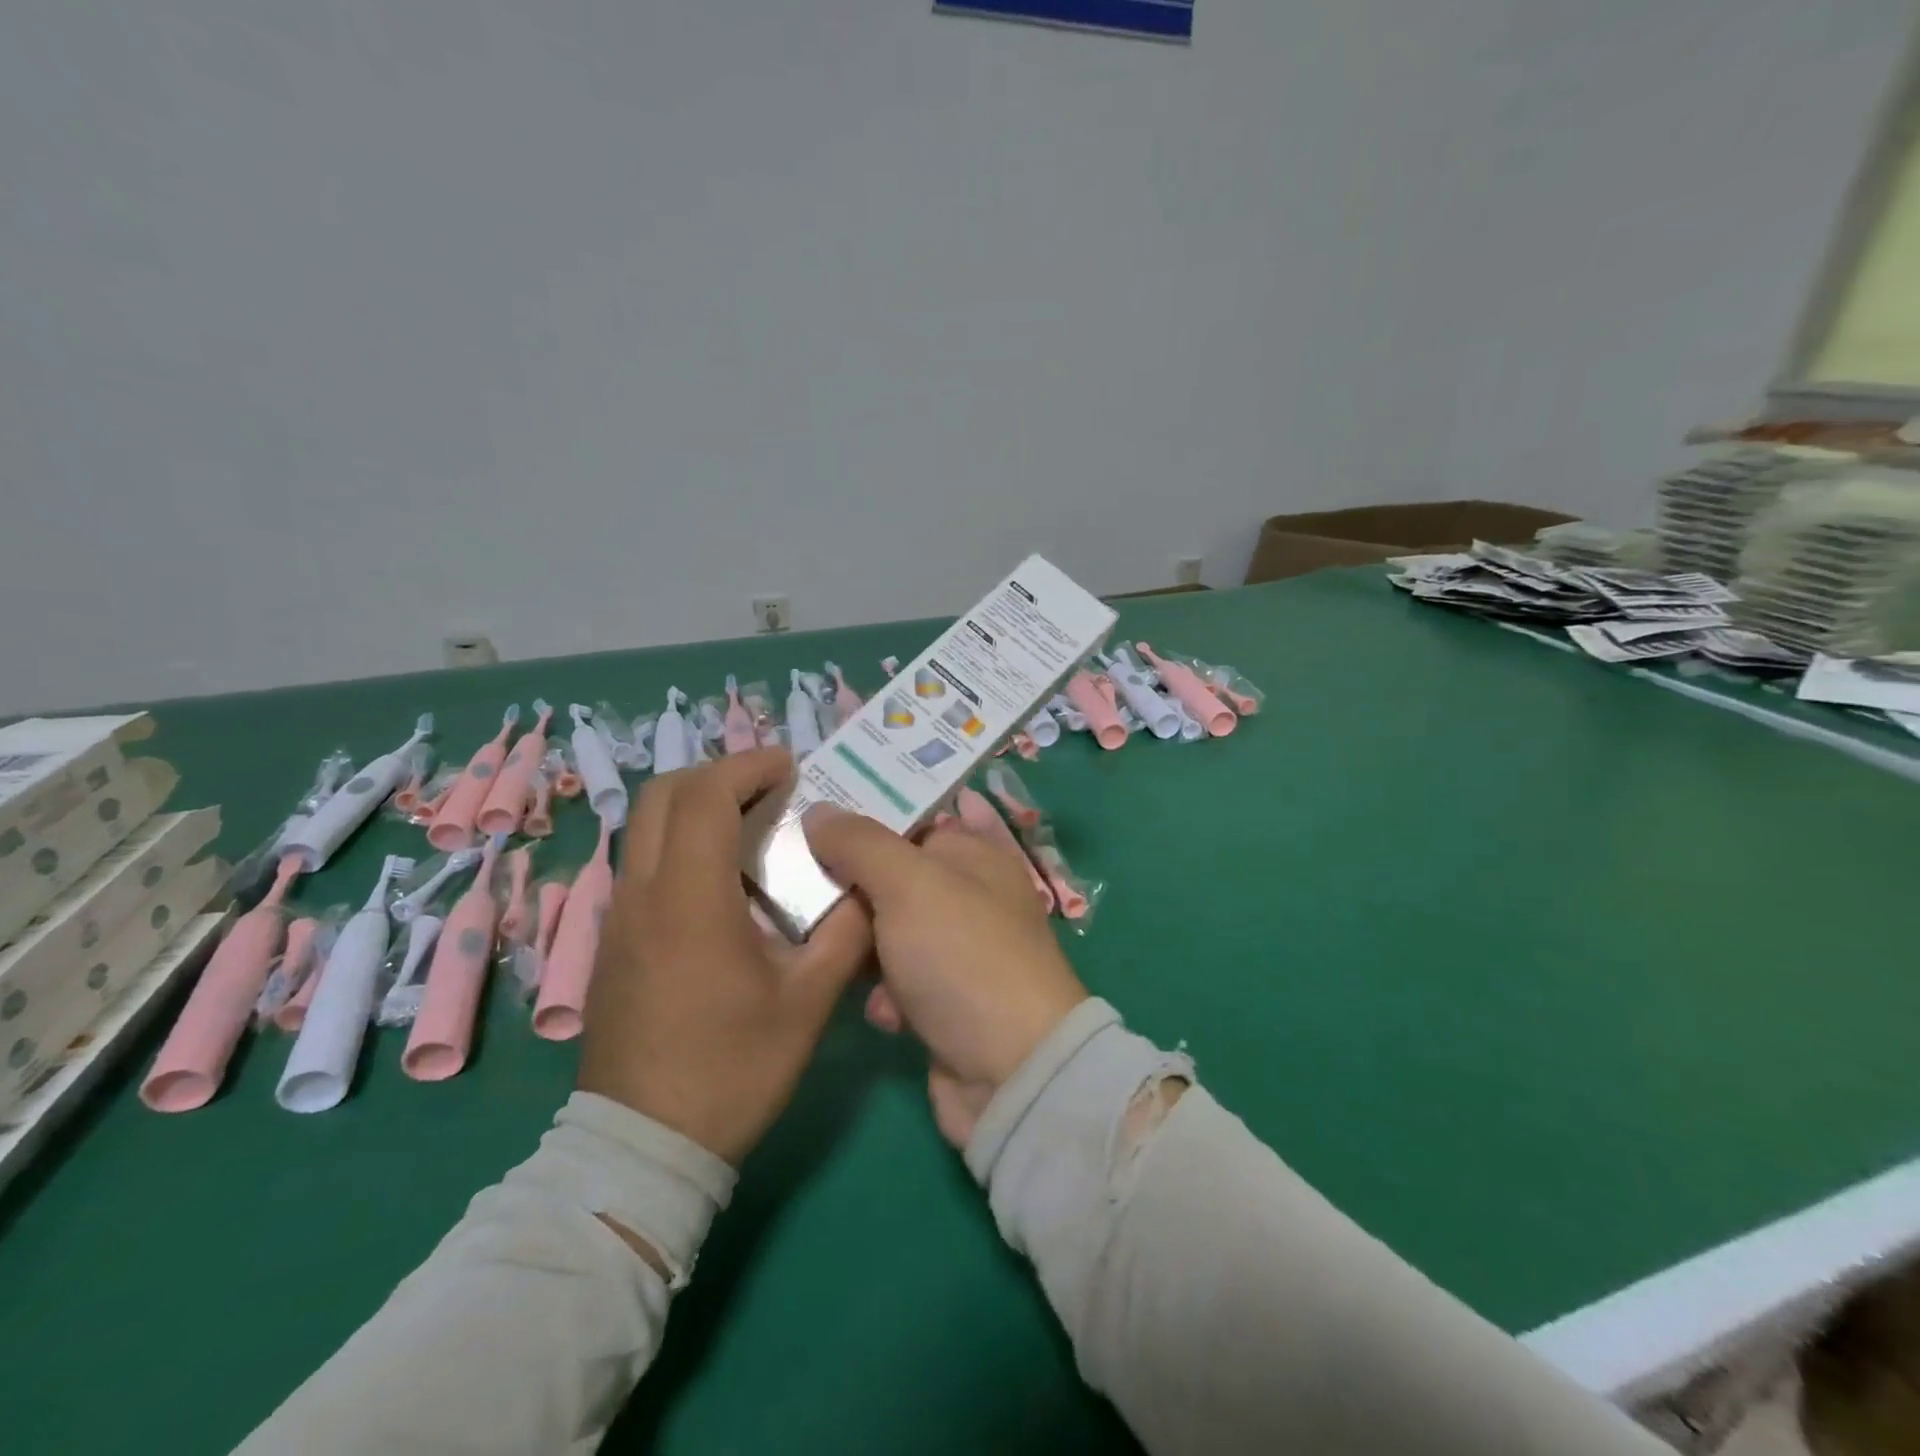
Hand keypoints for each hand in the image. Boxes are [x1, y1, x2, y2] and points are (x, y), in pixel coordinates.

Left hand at [580, 748, 870, 1166]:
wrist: (643, 1148)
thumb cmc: (731, 1069)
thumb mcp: (807, 1002)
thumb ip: (845, 933)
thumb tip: (869, 889)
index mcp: (688, 900)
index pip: (704, 796)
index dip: (748, 765)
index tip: (790, 766)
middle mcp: (641, 895)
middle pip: (662, 794)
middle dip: (717, 773)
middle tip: (770, 786)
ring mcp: (618, 919)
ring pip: (647, 827)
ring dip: (697, 806)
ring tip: (753, 824)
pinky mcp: (613, 942)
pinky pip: (643, 863)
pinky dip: (681, 842)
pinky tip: (723, 880)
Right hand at [803, 806, 1086, 1148]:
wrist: (1010, 1073)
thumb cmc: (962, 956)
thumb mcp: (910, 884)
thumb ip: (861, 842)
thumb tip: (819, 810)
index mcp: (977, 855)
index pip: (918, 818)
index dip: (871, 812)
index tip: (816, 812)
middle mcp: (971, 898)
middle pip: (899, 876)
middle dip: (854, 883)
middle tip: (798, 878)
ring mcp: (960, 953)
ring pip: (892, 932)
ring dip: (862, 943)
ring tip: (822, 943)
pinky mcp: (946, 1003)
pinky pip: (899, 983)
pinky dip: (885, 993)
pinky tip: (880, 1009)